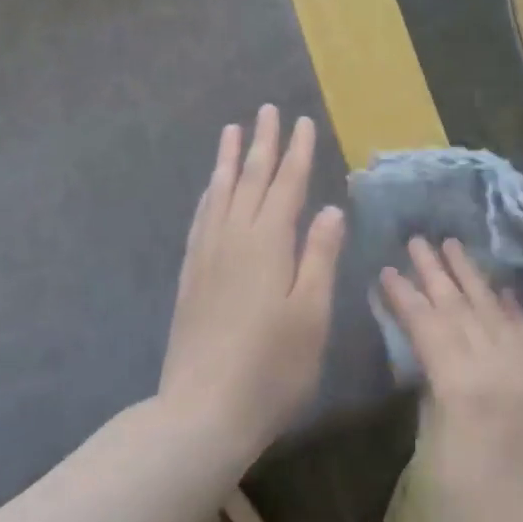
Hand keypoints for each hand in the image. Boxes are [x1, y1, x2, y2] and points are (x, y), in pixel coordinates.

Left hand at [160, 105, 344, 460]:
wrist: (202, 412)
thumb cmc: (271, 367)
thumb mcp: (311, 313)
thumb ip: (320, 256)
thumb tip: (331, 208)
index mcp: (268, 243)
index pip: (286, 185)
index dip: (297, 153)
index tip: (303, 122)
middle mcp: (234, 237)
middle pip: (250, 178)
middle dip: (262, 143)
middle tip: (267, 110)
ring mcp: (208, 254)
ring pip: (220, 192)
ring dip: (229, 159)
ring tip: (232, 130)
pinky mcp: (191, 274)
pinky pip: (201, 216)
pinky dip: (210, 193)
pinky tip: (212, 188)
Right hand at [380, 238, 522, 521]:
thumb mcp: (430, 463)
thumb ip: (431, 401)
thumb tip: (431, 367)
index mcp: (463, 386)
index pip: (428, 324)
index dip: (405, 295)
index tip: (387, 268)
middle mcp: (502, 369)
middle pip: (463, 308)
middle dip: (437, 272)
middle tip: (419, 240)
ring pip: (498, 314)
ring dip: (475, 279)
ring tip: (455, 247)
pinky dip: (514, 312)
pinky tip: (503, 293)